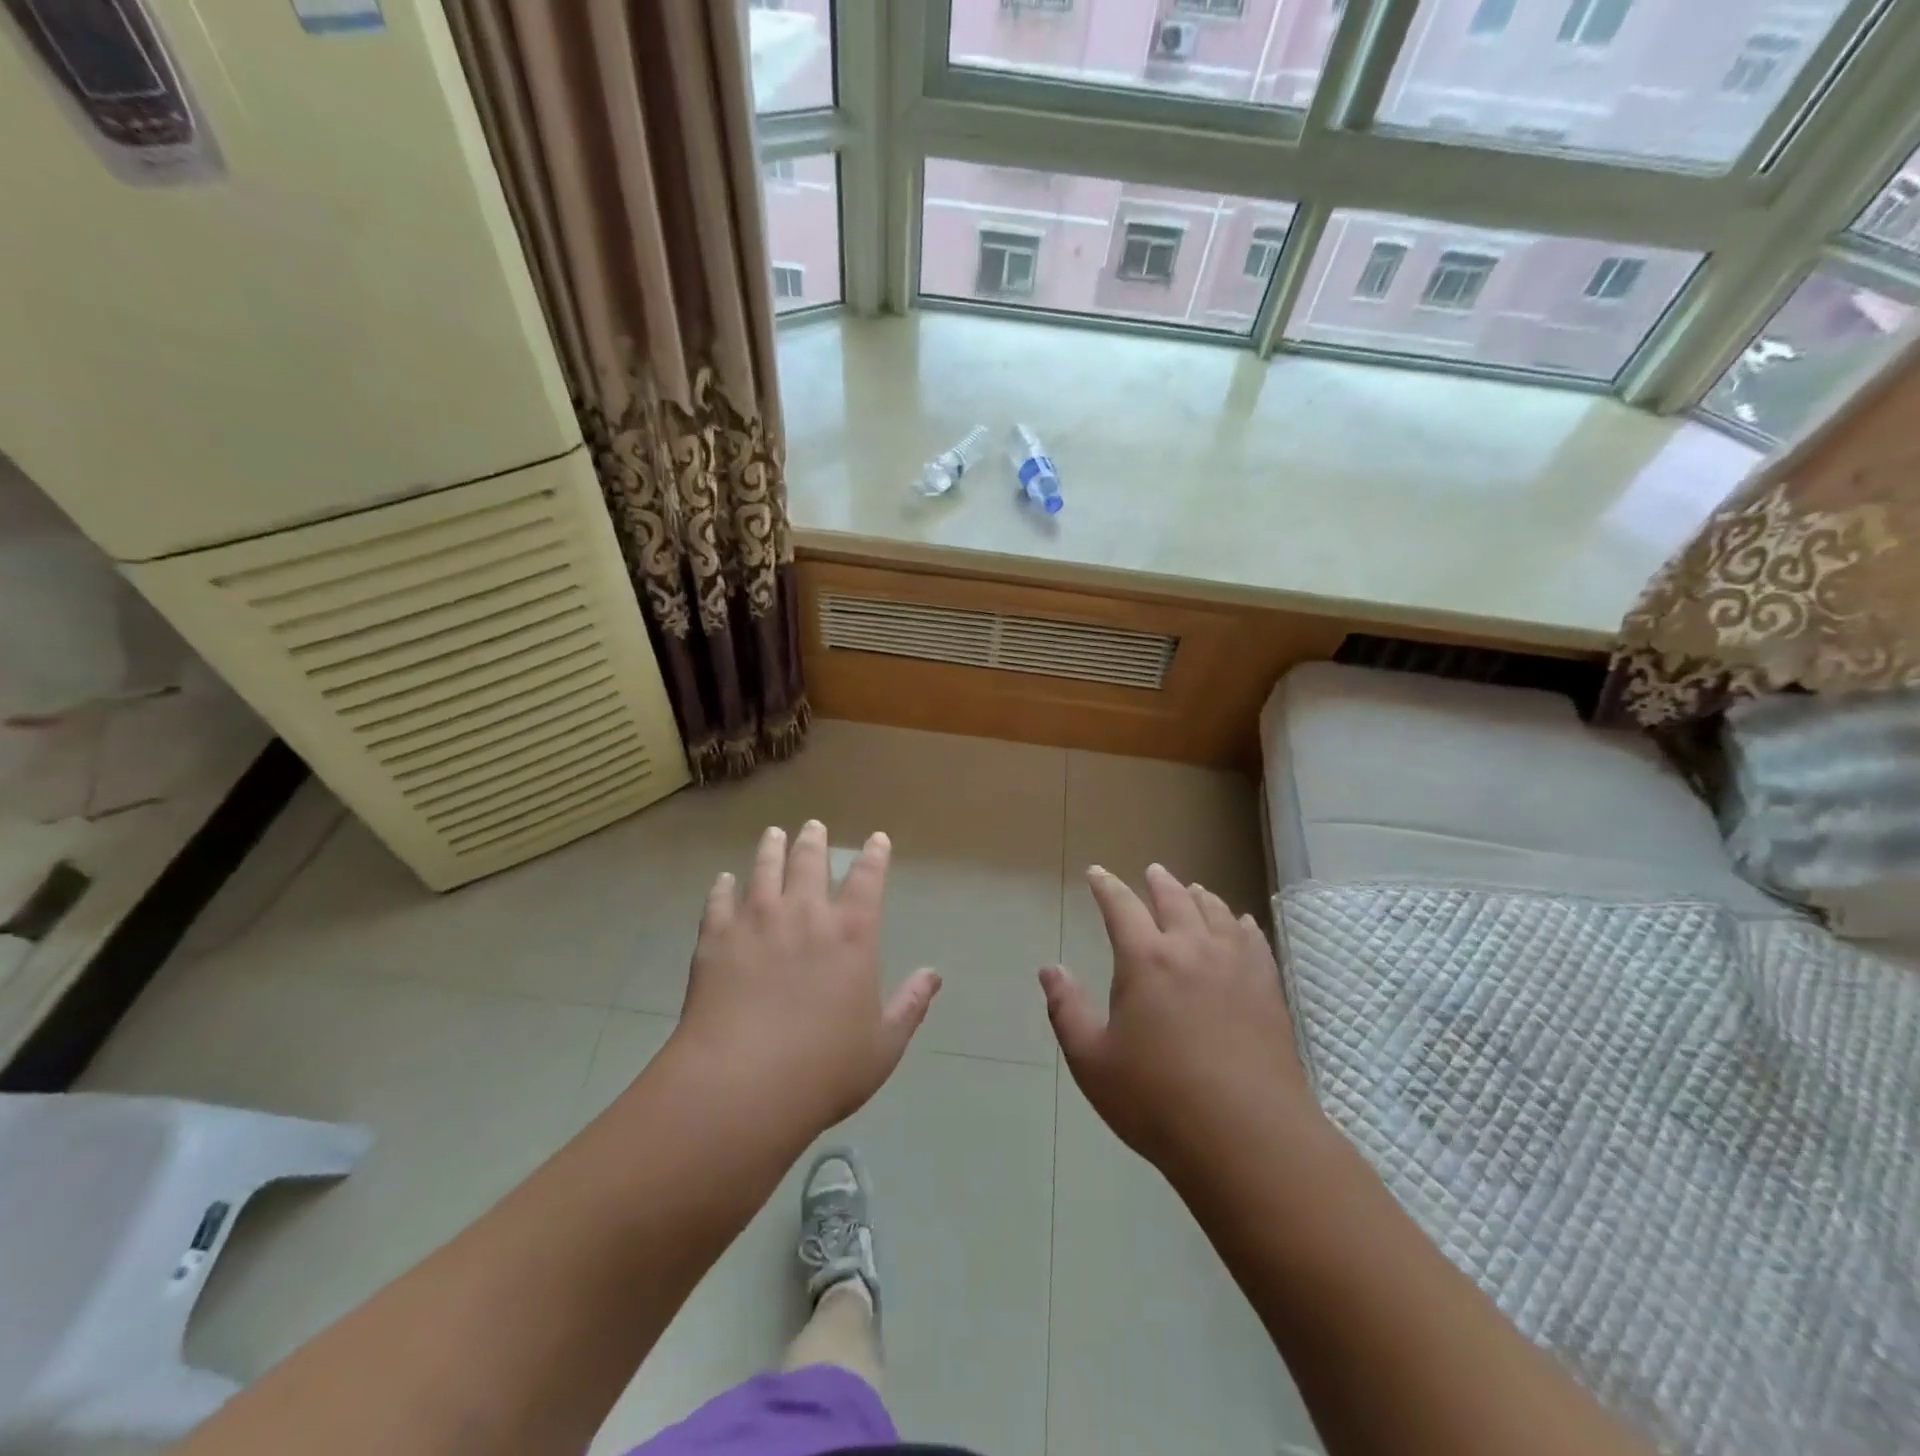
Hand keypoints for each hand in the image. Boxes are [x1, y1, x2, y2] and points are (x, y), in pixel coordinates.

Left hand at [674, 821, 940, 1135]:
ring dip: (771, 849)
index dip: (874, 856)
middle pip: (810, 862)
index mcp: (851, 934)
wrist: (742, 1086)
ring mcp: (756, 922)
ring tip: (773, 834)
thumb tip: (934, 975)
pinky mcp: (716, 939)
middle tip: (813, 826)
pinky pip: (720, 901)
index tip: (876, 839)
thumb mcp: (883, 1045)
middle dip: (815, 840)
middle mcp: (805, 915)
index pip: (868, 880)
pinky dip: (723, 887)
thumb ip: (910, 1005)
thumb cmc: (824, 1070)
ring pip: (765, 870)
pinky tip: (724, 880)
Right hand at [1040, 863, 1316, 1181]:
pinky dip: (1241, 923)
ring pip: (1216, 913)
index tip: (1096, 873)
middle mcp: (1191, 949)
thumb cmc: (1158, 1100)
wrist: (1248, 1138)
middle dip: (1159, 882)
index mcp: (1145, 960)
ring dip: (1199, 897)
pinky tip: (1241, 923)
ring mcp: (1235, 966)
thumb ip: (1067, 1010)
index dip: (1106, 886)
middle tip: (1152, 871)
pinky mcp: (1267, 989)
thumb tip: (1049, 969)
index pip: (1121, 907)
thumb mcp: (1093, 1061)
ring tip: (1193, 889)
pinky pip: (1253, 940)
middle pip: (1175, 900)